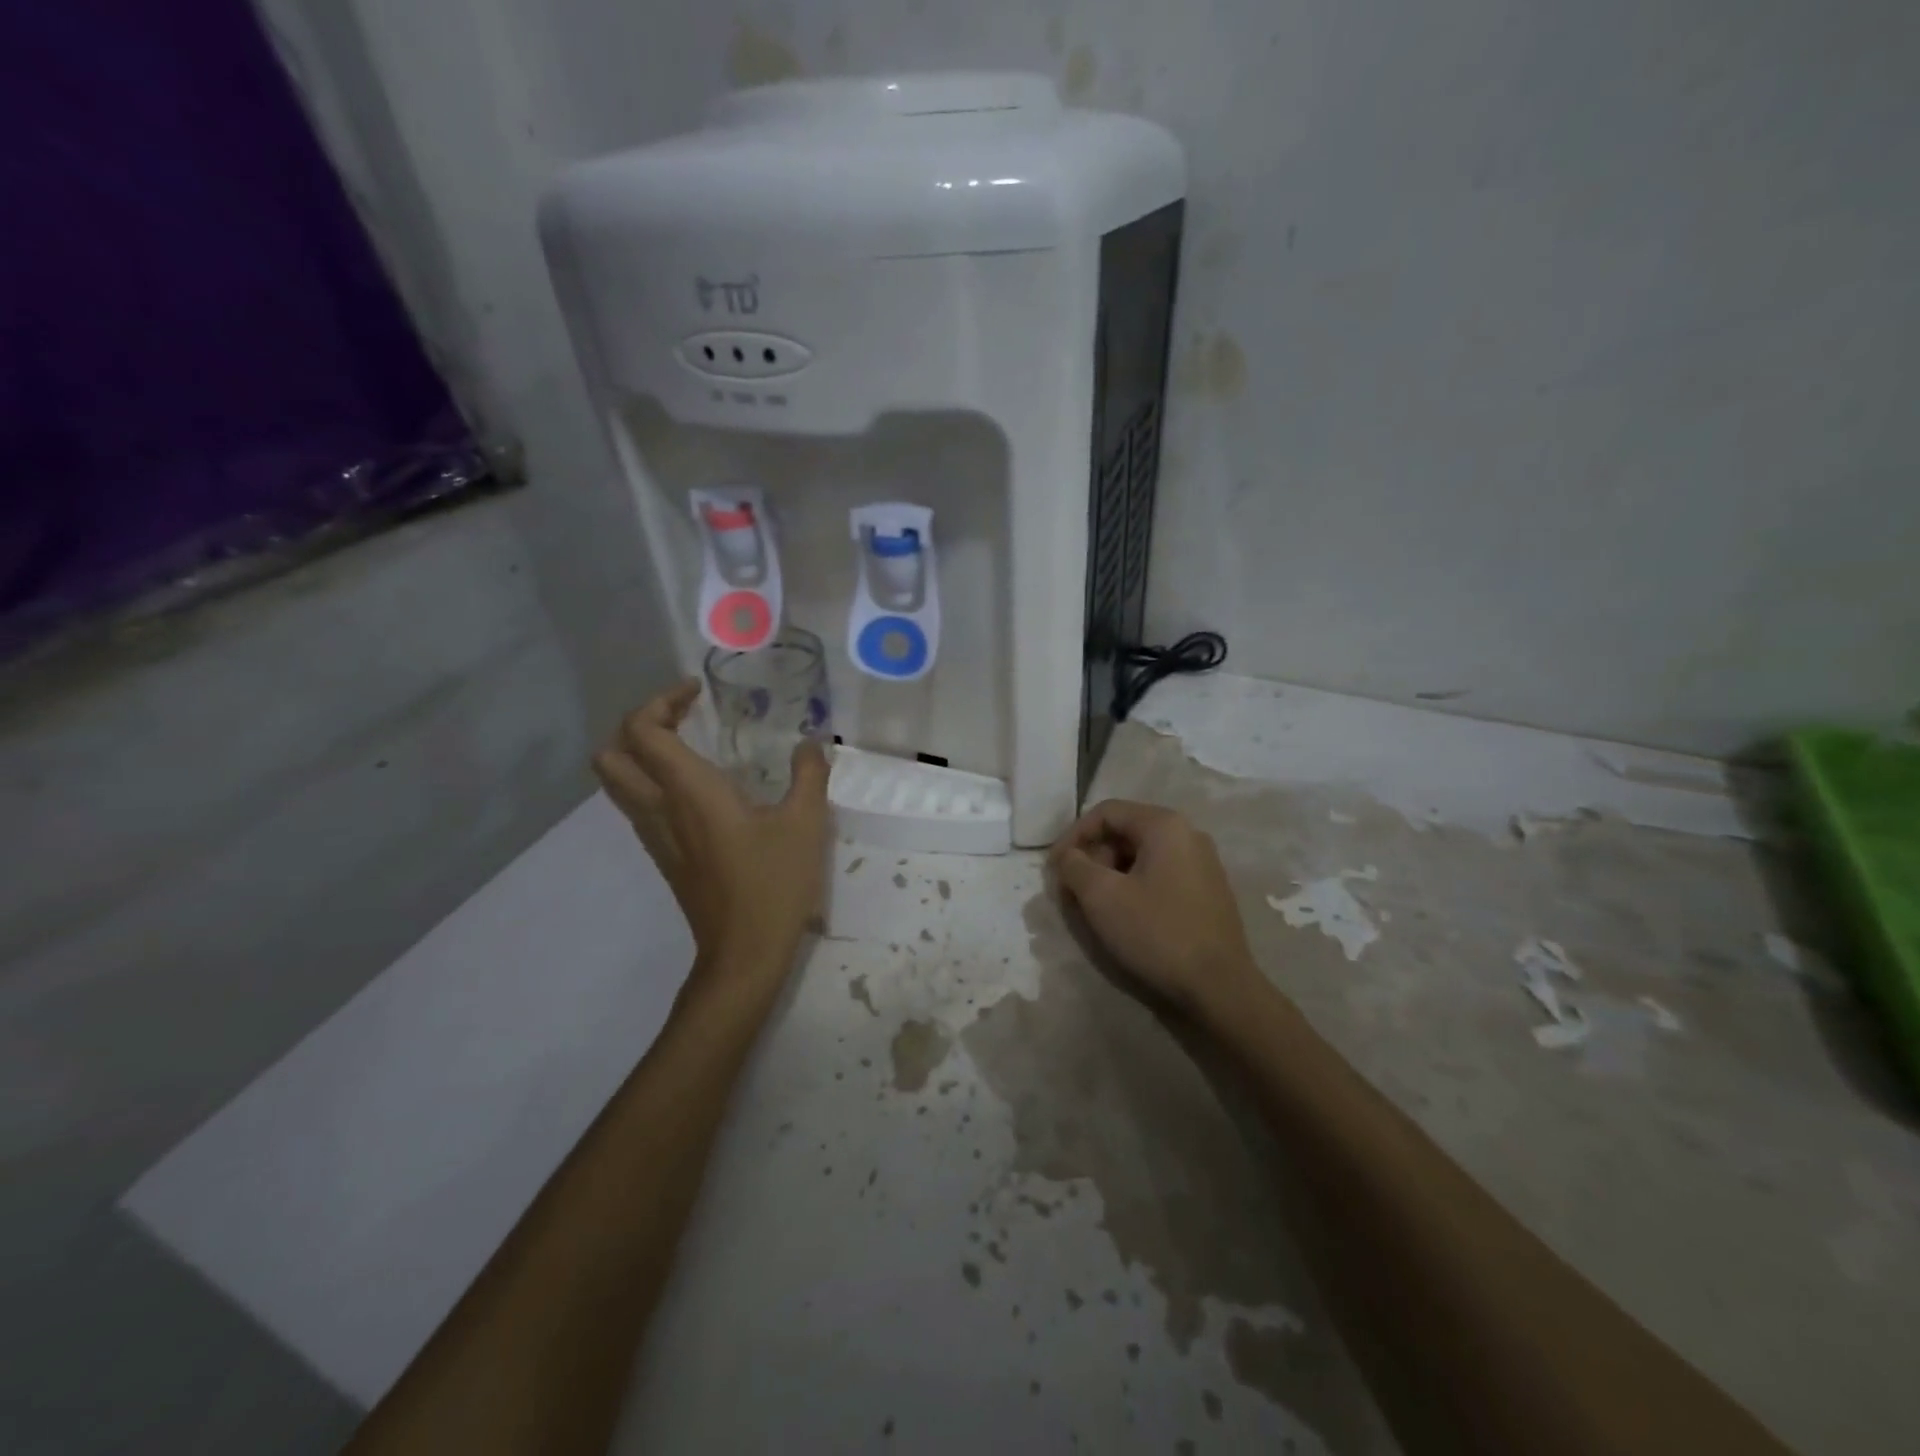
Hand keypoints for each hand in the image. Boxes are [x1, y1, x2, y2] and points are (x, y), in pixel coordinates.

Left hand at [594, 679, 830, 991]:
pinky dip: (651, 780)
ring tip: (688, 743)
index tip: (698, 693)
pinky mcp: (664, 856)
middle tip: (684, 716)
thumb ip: (808, 774)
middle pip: (611, 754)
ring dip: (640, 752)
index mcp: (689, 791)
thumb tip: (810, 743)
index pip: (643, 730)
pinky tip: (697, 787)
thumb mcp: (806, 823)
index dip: (661, 700)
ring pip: (617, 783)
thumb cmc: (774, 884)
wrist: (744, 953)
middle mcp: (659, 808)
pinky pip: (637, 805)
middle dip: (639, 723)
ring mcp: (655, 836)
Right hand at [1048, 799, 1266, 1019]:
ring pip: (1142, 855)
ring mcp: (1203, 863)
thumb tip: (1068, 857)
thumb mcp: (1102, 897)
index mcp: (1165, 825)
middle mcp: (1188, 834)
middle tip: (1073, 890)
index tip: (1054, 868)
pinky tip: (1125, 916)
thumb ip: (1074, 866)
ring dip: (1111, 874)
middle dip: (1092, 857)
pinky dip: (1134, 886)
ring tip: (1094, 906)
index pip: (1106, 812)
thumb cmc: (1156, 933)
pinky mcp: (1208, 891)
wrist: (1219, 987)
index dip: (1072, 836)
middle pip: (1125, 831)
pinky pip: (1160, 874)